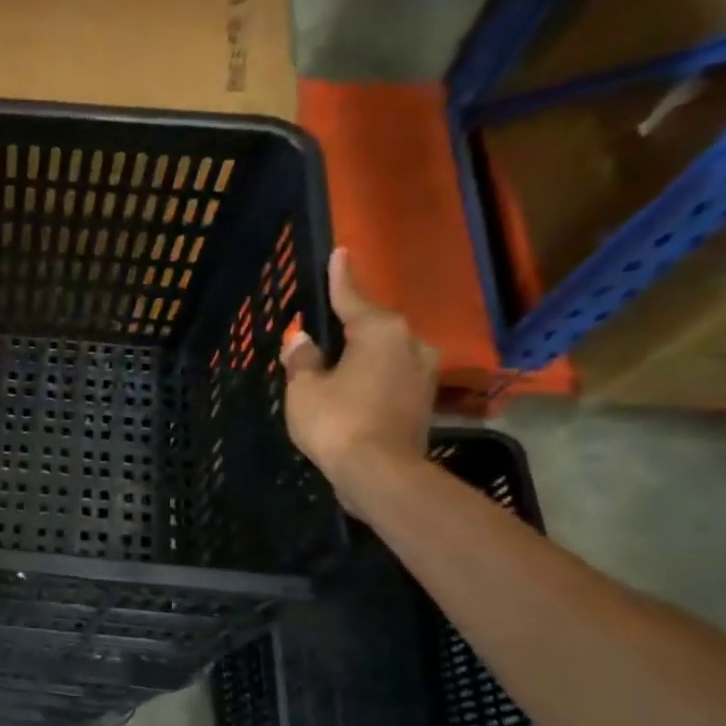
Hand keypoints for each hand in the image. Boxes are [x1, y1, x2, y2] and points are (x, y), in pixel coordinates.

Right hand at [281, 248, 437, 518]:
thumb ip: (303, 360)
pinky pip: (391, 379)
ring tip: (335, 368)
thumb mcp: (305, 389)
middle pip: (373, 328)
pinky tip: (352, 393)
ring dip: (361, 358)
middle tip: (323, 332)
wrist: (380, 473)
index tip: (340, 252)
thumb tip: (301, 342)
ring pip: (384, 355)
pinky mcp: (424, 402)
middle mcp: (410, 344)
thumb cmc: (337, 421)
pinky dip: (372, 381)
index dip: (341, 277)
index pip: (353, 297)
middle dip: (349, 329)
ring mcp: (423, 374)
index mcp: (380, 331)